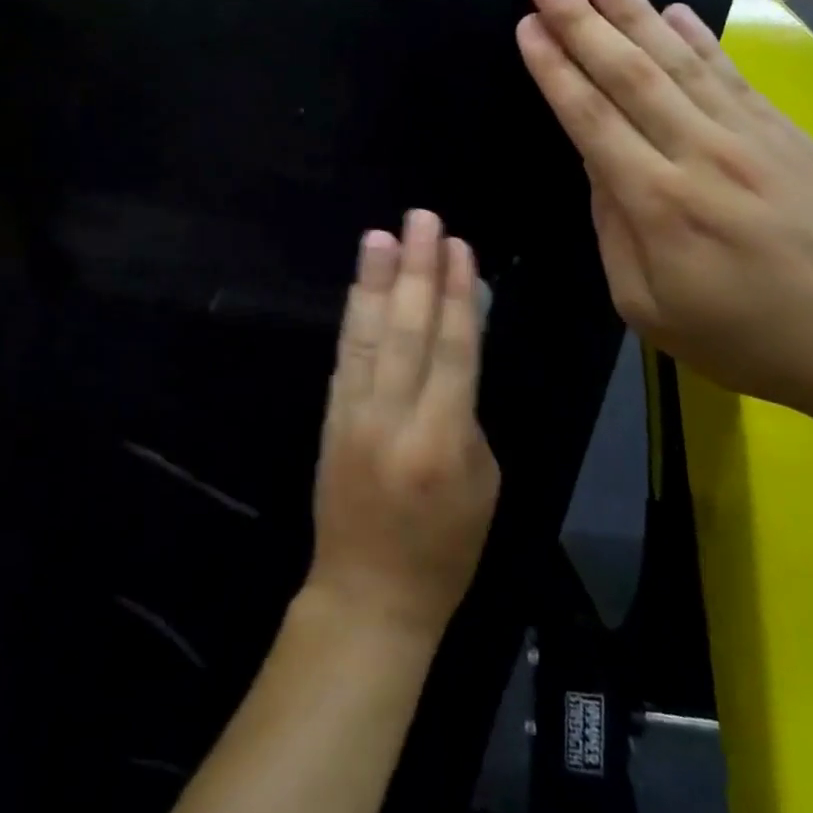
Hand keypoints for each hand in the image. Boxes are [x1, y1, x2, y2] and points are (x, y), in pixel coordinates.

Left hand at [307, 209, 500, 641]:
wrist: (367, 594)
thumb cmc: (444, 549)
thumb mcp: (483, 485)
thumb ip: (467, 415)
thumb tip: (453, 356)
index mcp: (444, 440)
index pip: (454, 350)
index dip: (457, 294)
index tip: (459, 247)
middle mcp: (394, 417)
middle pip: (408, 330)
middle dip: (417, 269)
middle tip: (421, 218)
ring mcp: (354, 414)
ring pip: (368, 335)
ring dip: (376, 281)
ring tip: (381, 236)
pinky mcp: (330, 417)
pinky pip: (346, 357)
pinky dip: (355, 317)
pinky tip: (362, 285)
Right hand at [515, 0, 812, 416]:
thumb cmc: (750, 338)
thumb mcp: (650, 310)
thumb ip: (613, 233)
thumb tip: (597, 167)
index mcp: (658, 204)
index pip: (591, 120)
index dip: (555, 69)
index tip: (527, 26)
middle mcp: (700, 154)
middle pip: (629, 74)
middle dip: (581, 21)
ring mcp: (751, 137)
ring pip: (679, 60)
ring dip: (634, 12)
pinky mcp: (789, 133)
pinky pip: (732, 74)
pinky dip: (699, 37)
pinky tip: (674, 8)